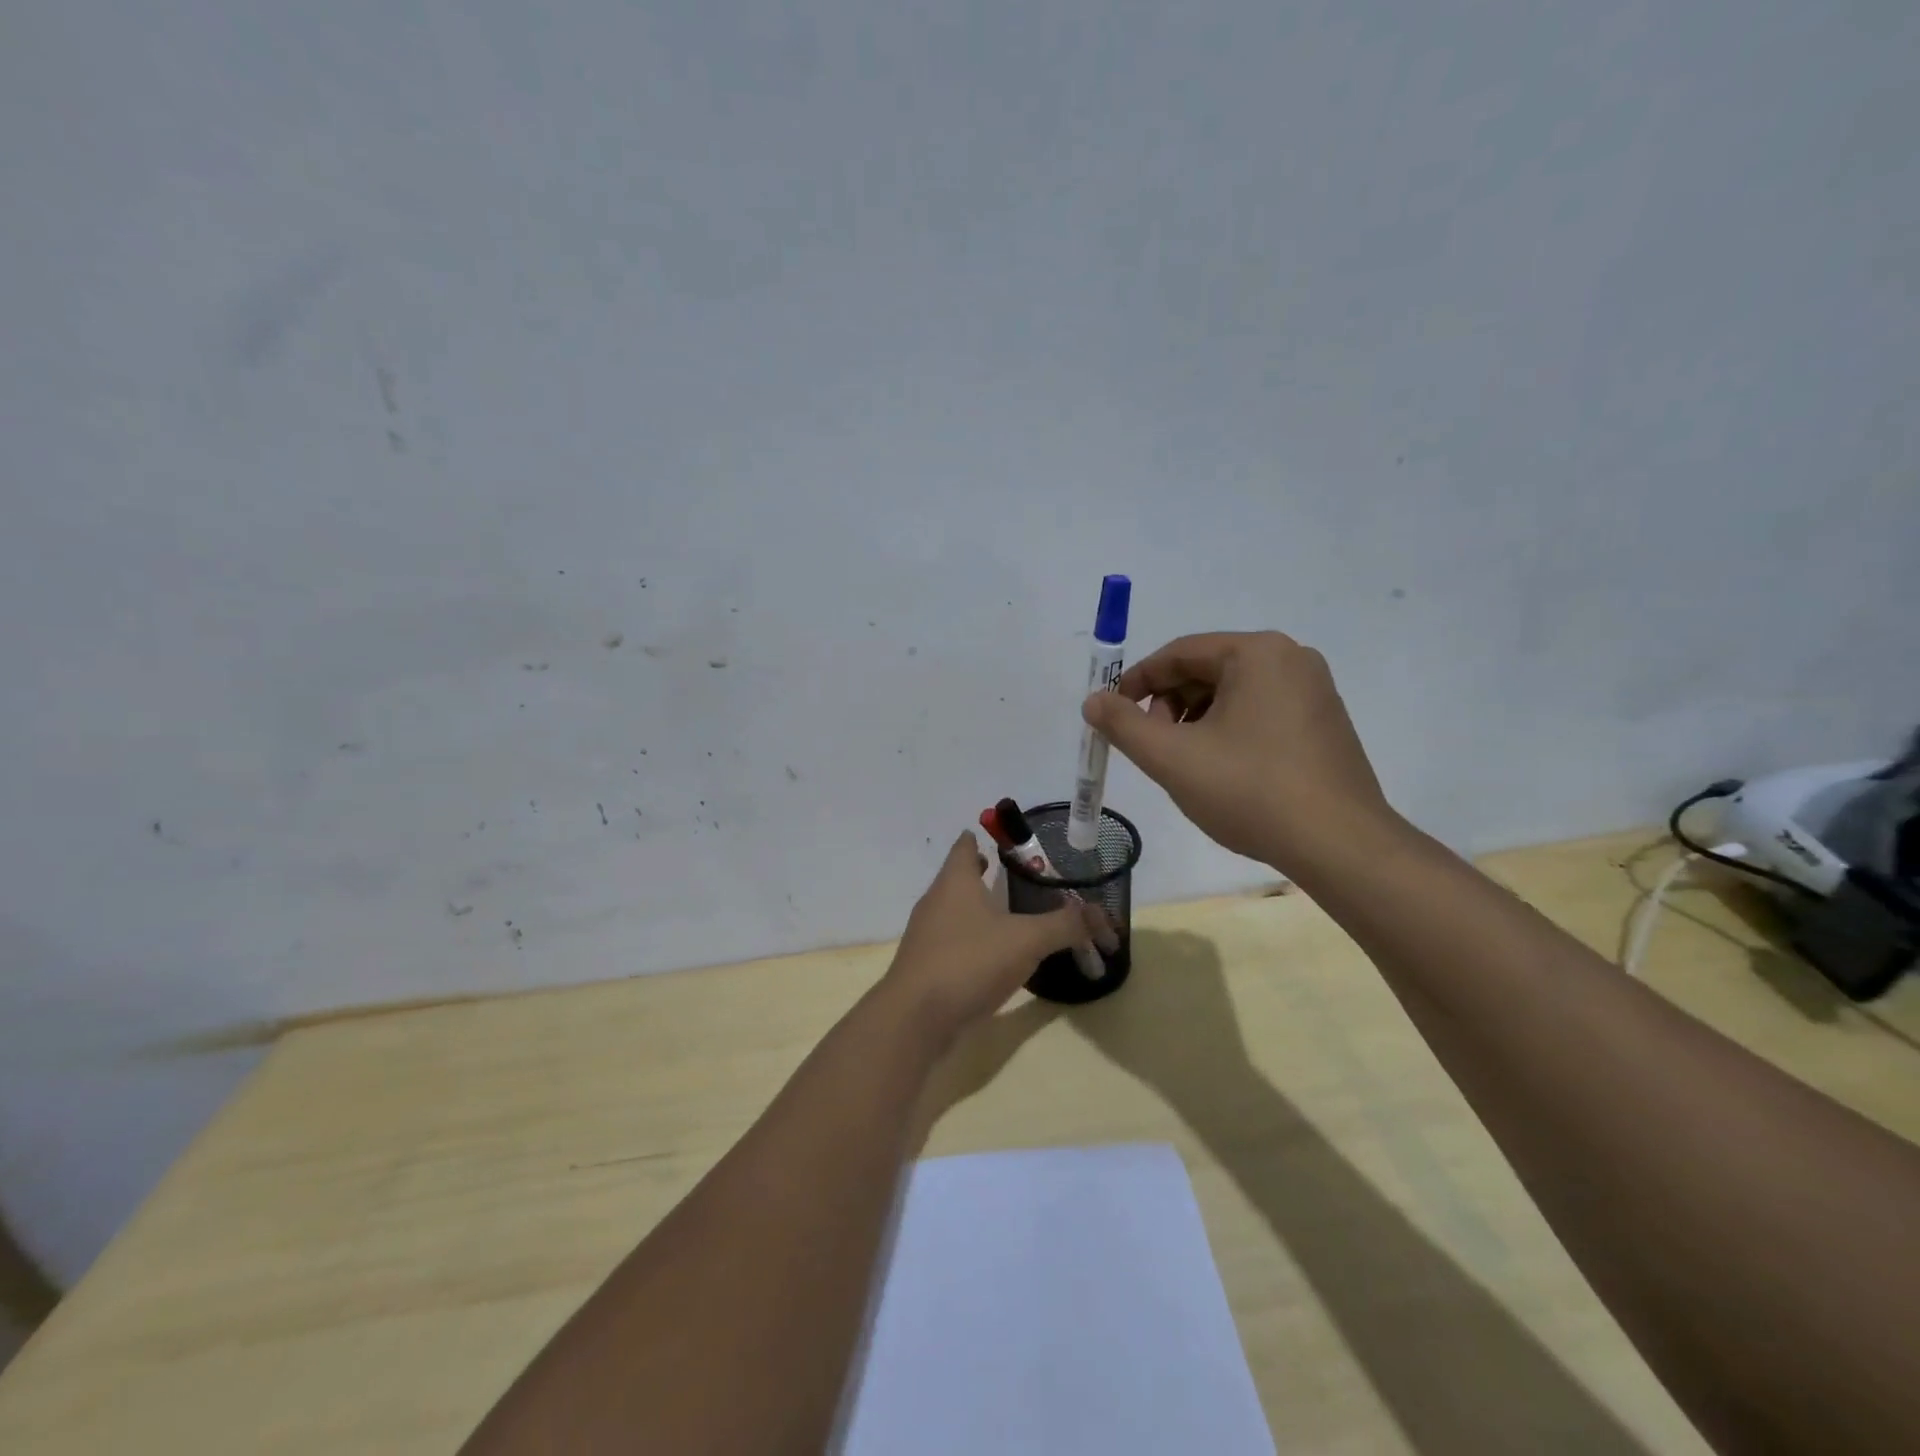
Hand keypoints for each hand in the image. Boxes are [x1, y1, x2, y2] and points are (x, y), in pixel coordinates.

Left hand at [882, 833, 1092, 1045]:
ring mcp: (926, 935)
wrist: (915, 1018)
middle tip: (1018, 876)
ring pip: (955, 910)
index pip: (965, 846)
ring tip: (1010, 913)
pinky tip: (993, 955)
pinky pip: (952, 942)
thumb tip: (1103, 916)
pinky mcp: (926, 966)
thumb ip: (1065, 925)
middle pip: (959, 877)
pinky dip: (972, 940)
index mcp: (955, 882)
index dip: (982, 837)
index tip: (1005, 839)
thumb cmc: (969, 962)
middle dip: (983, 873)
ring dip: (978, 908)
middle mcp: (936, 901)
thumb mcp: (1026, 940)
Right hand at [1081, 631, 1393, 871]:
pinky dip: (1228, 731)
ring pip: (1232, 694)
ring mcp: (1315, 691)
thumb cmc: (1250, 791)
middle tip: (1151, 744)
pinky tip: (1222, 771)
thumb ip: (1123, 724)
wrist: (1339, 845)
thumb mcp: (1172, 757)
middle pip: (1207, 670)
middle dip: (1168, 704)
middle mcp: (1291, 659)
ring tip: (1185, 763)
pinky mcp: (1325, 723)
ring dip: (1196, 720)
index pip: (1179, 653)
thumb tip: (1093, 701)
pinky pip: (1260, 712)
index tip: (1111, 713)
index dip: (1136, 681)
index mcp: (1257, 653)